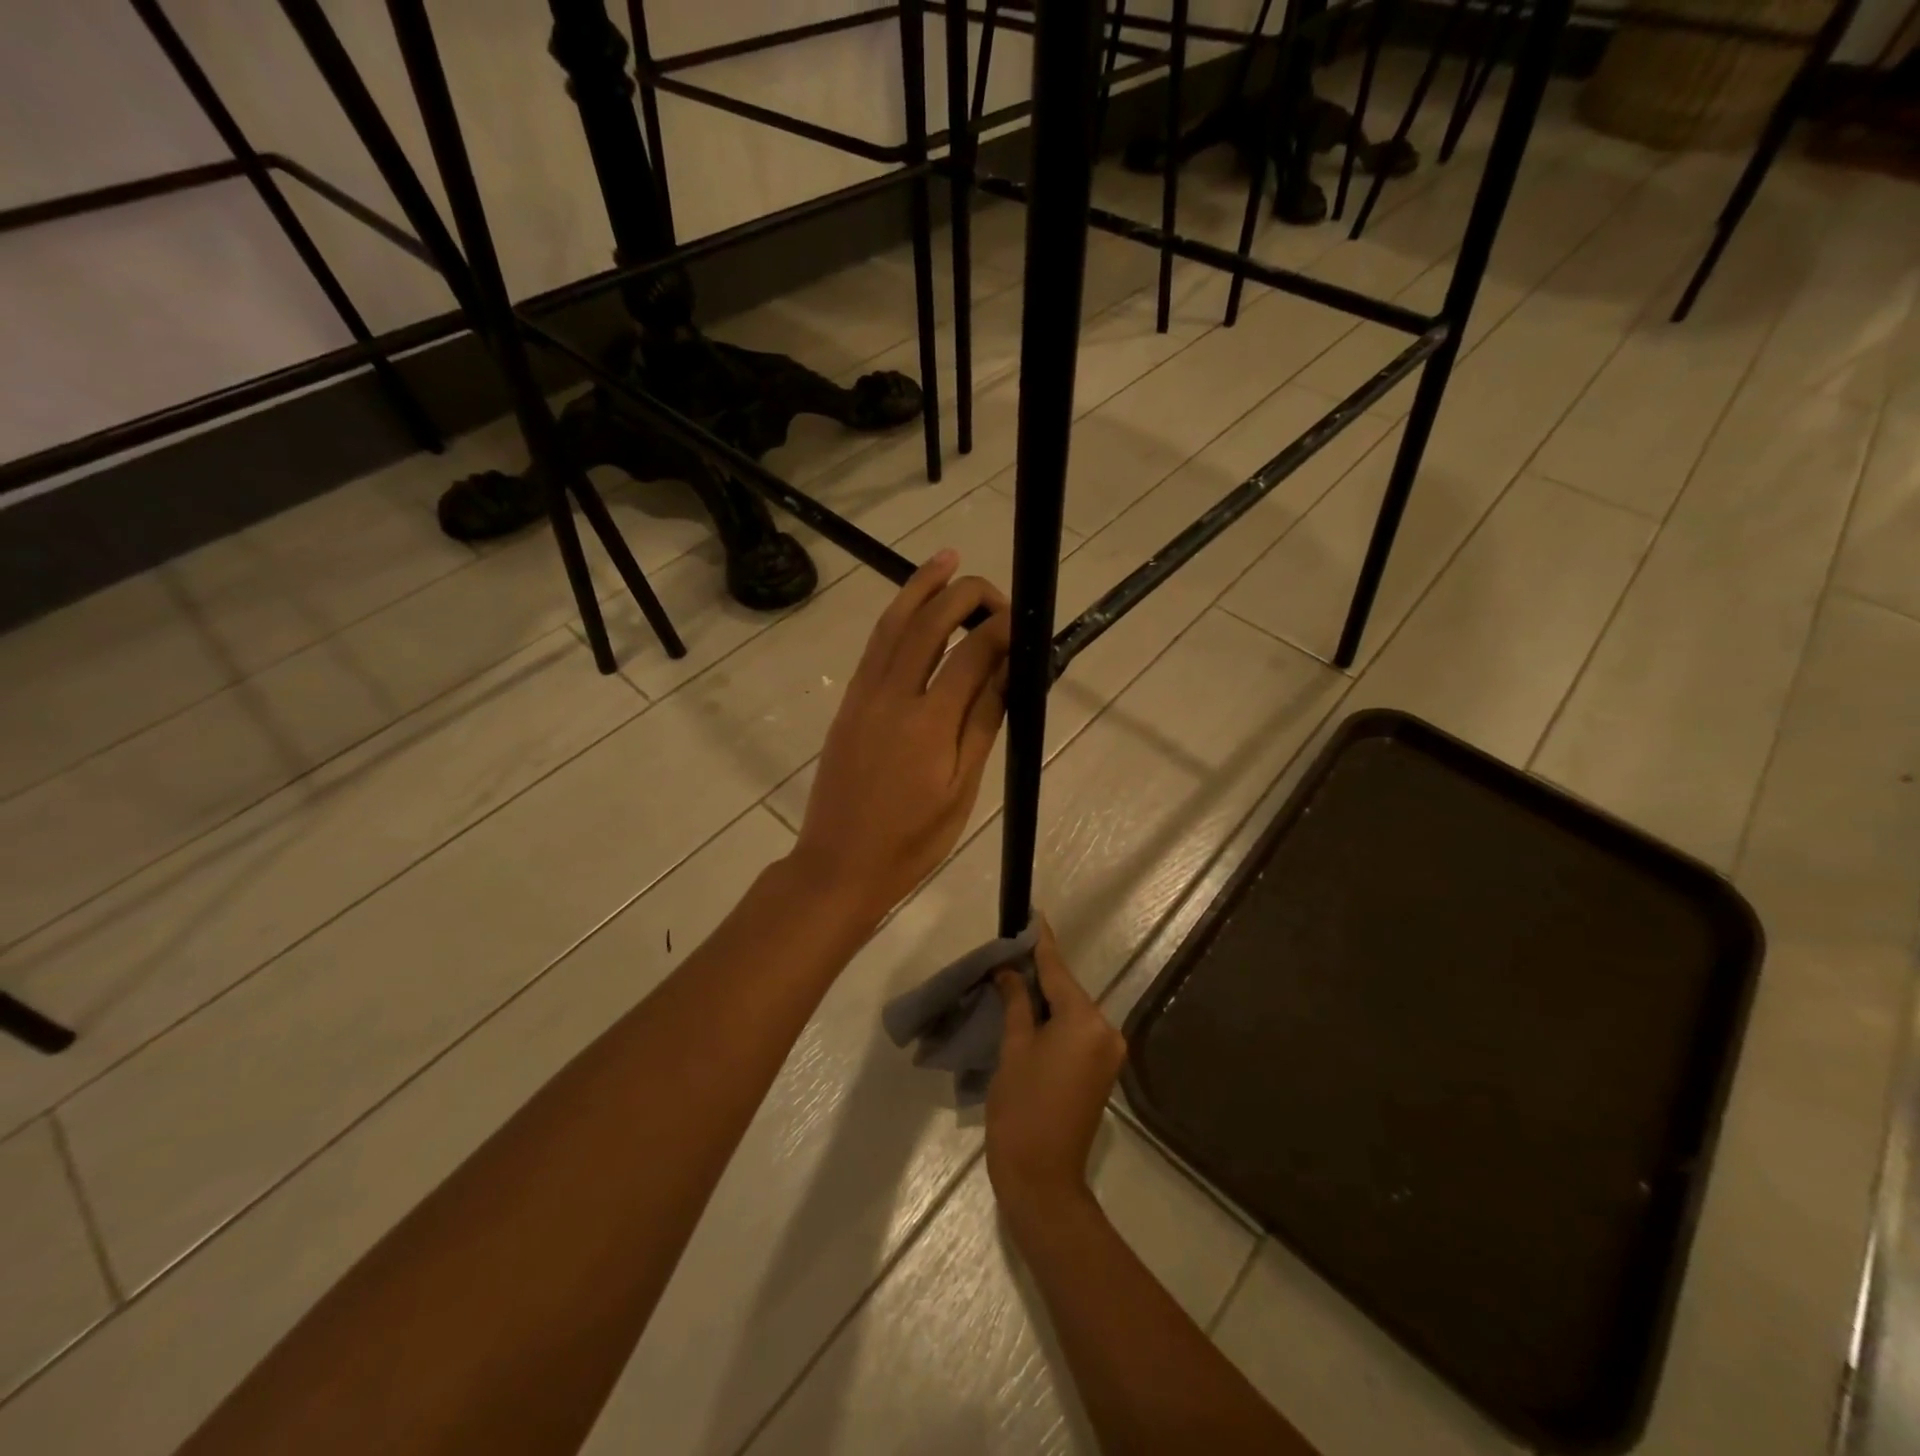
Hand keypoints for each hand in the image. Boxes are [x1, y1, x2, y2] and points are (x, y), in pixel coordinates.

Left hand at [791, 551, 1010, 929]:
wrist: (839, 865)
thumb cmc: (911, 840)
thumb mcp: (961, 790)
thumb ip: (983, 724)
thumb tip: (1007, 671)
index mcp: (929, 721)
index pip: (972, 654)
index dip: (1000, 629)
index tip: (1022, 621)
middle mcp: (892, 695)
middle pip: (928, 625)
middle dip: (962, 594)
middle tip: (991, 589)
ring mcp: (863, 697)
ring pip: (892, 626)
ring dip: (919, 588)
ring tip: (945, 560)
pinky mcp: (848, 705)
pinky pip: (874, 649)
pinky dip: (896, 619)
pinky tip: (910, 611)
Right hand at [986, 918, 1126, 1227]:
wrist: (1043, 1180)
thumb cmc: (1021, 1109)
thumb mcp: (1012, 1049)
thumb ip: (1016, 1003)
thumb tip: (1009, 972)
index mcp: (1084, 1021)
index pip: (1057, 970)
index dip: (1041, 942)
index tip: (1033, 915)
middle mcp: (1105, 1030)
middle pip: (1067, 989)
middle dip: (1040, 972)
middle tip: (1010, 952)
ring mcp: (1108, 1052)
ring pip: (1072, 1010)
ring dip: (1046, 997)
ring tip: (1014, 979)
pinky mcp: (1102, 1071)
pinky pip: (1077, 1031)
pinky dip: (1056, 1020)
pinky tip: (1031, 1012)